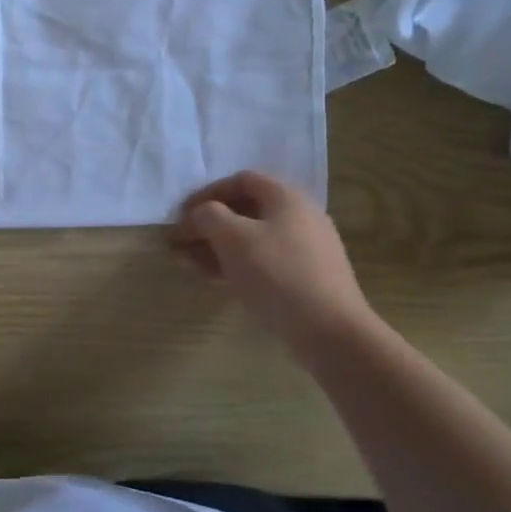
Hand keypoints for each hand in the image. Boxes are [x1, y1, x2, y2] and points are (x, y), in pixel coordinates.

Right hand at [172, 171, 375, 351]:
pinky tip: (215, 280)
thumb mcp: (232, 237)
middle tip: (180, 243)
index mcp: (287, 197)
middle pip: (245, 211)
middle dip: (208, 225)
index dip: (207, 193)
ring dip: (217, 247)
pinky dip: (236, 265)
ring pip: (252, 239)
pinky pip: (264, 262)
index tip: (182, 215)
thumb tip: (198, 215)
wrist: (330, 331)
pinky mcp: (306, 278)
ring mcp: (306, 249)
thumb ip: (207, 216)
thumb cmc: (277, 273)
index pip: (241, 180)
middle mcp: (300, 217)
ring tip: (189, 264)